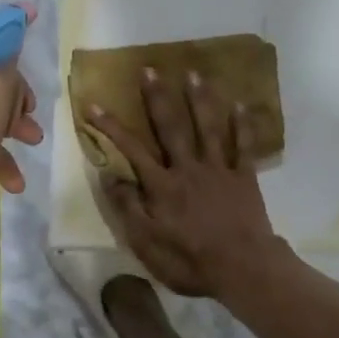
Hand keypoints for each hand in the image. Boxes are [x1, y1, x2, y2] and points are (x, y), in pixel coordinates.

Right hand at [86, 66, 286, 297]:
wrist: (242, 268)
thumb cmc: (190, 261)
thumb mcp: (146, 243)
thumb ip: (127, 207)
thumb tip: (109, 174)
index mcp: (162, 185)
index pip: (131, 149)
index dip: (111, 126)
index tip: (93, 104)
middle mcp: (188, 168)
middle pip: (171, 127)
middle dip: (158, 97)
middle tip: (150, 69)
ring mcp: (218, 170)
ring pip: (208, 128)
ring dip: (199, 99)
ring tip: (193, 73)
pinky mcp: (244, 177)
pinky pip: (244, 146)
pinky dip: (242, 124)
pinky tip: (241, 103)